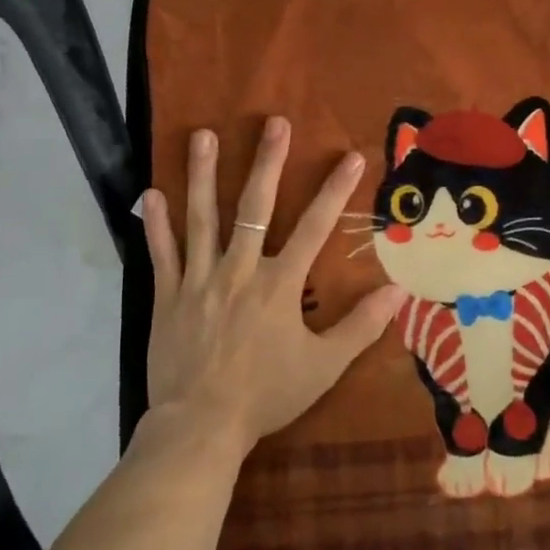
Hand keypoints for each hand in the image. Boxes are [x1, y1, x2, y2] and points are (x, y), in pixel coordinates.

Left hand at [141, 117, 405, 460]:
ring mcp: (199, 280)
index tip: (351, 155)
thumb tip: (399, 292)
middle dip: (267, 162)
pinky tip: (151, 193)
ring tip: (204, 135)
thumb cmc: (267, 395)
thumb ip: (361, 326)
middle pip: (255, 208)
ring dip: (203, 174)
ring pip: (201, 218)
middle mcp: (240, 270)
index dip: (336, 190)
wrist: (200, 426)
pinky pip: (161, 254)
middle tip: (273, 122)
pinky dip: (155, 224)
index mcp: (280, 285)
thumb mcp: (324, 366)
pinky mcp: (168, 296)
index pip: (315, 228)